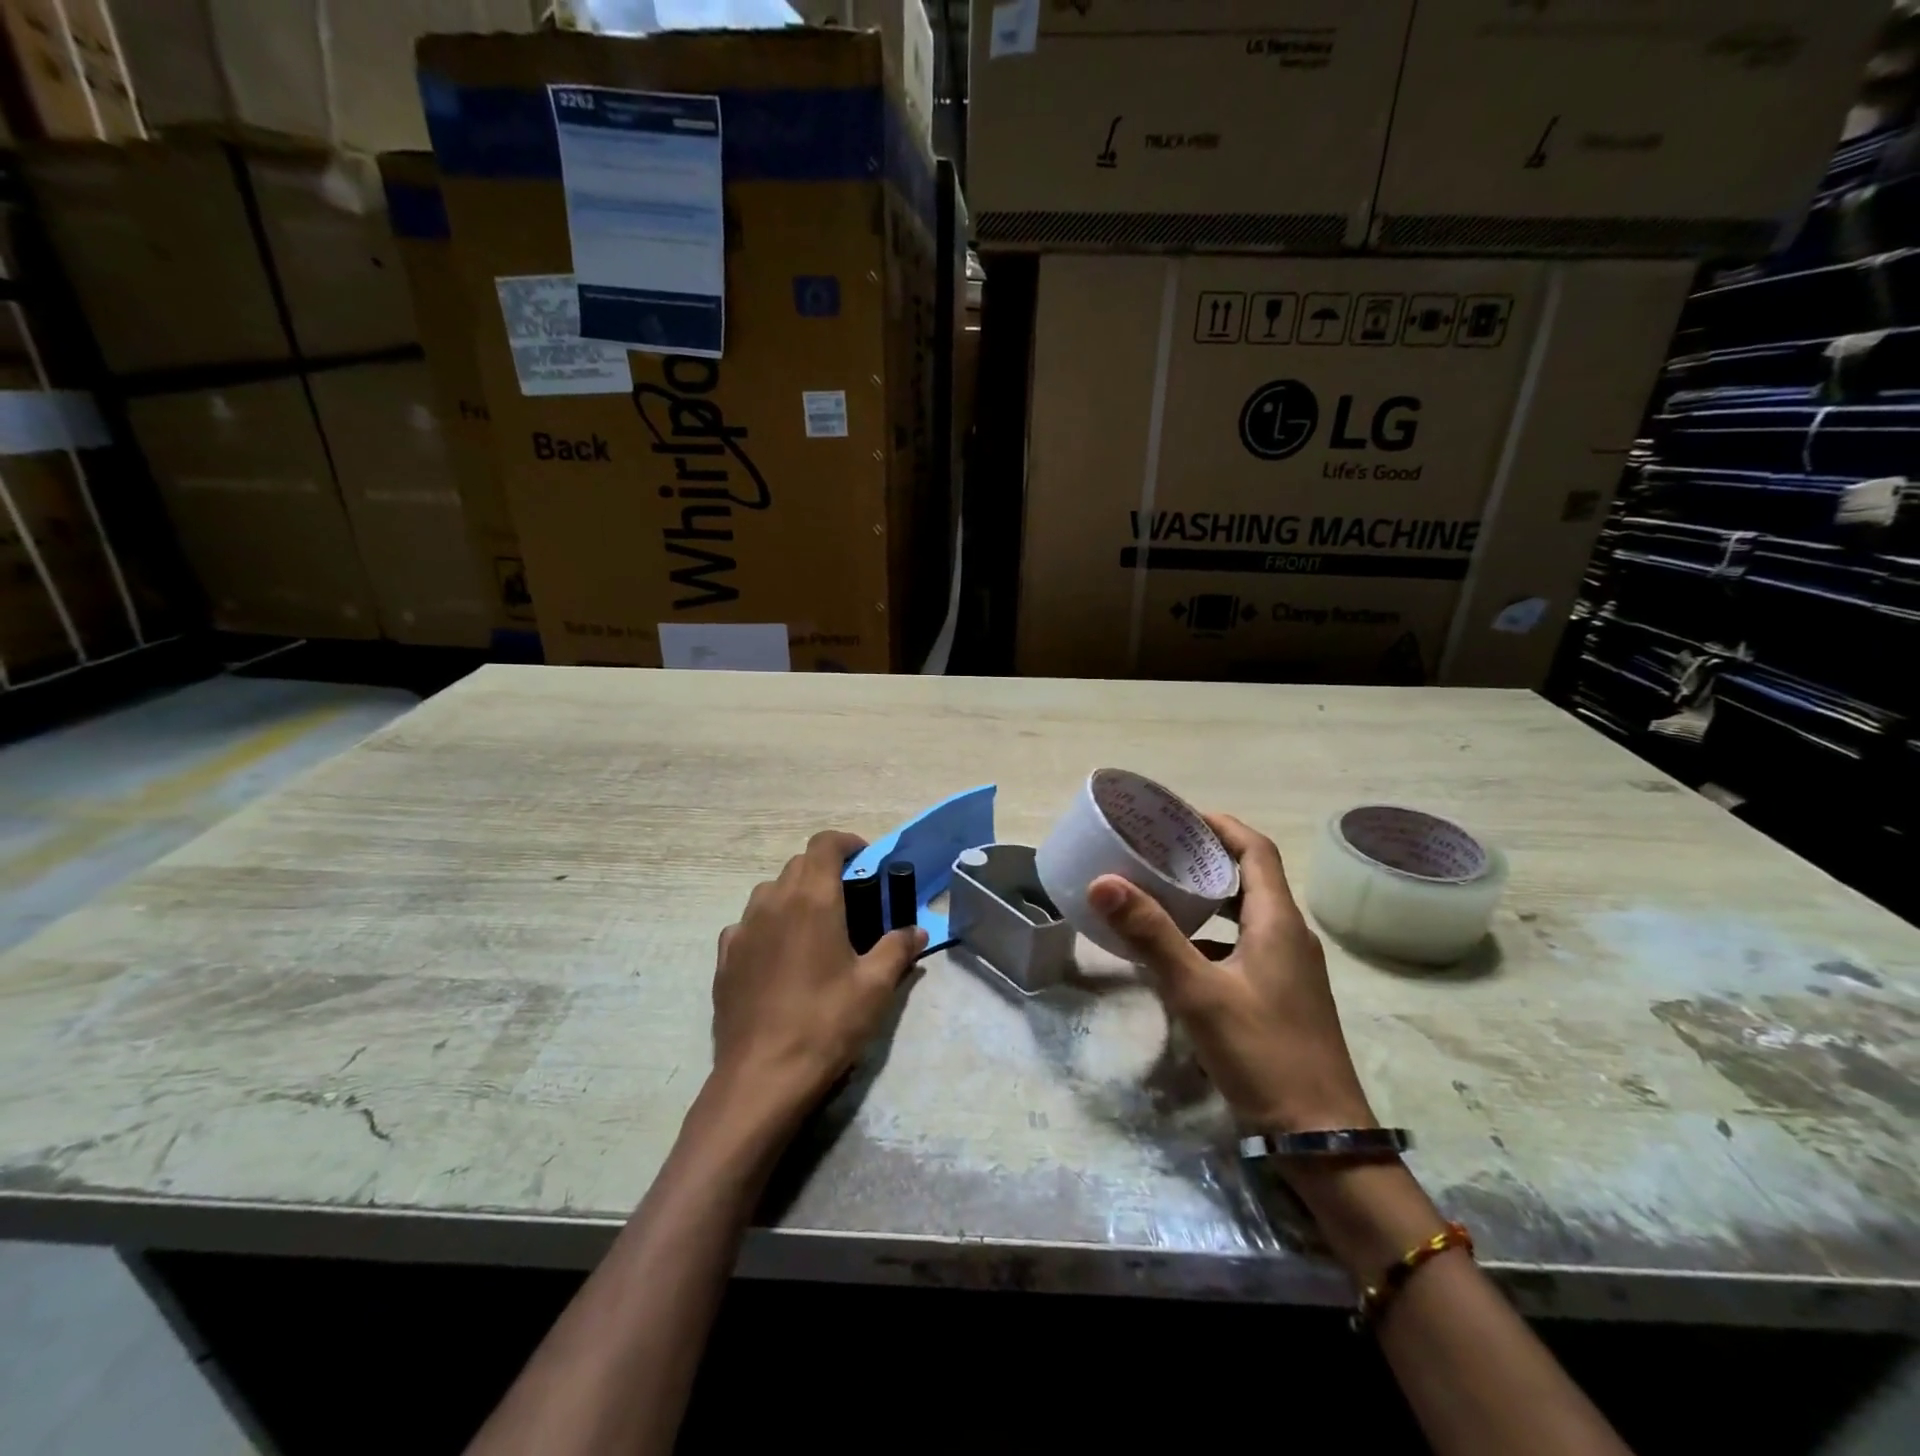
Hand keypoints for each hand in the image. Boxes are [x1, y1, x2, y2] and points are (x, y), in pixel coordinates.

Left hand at [709, 830, 926, 1123]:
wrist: (762, 1077)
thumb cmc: (826, 1023)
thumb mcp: (875, 987)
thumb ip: (897, 948)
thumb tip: (915, 930)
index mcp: (812, 899)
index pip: (825, 844)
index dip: (847, 843)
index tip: (866, 859)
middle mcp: (773, 902)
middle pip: (798, 864)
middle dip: (826, 870)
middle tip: (851, 899)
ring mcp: (743, 928)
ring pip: (770, 891)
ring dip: (795, 894)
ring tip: (816, 927)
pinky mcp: (725, 957)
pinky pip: (748, 923)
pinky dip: (768, 924)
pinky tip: (781, 956)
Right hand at [1088, 814, 1374, 1137]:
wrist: (1320, 1138)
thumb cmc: (1263, 1053)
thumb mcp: (1199, 992)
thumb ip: (1152, 935)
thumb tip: (1105, 881)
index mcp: (1278, 922)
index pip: (1256, 849)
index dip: (1220, 825)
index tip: (1177, 816)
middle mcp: (1289, 936)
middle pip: (1251, 877)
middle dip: (1207, 857)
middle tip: (1157, 850)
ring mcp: (1289, 969)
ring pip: (1246, 914)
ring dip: (1208, 897)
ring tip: (1160, 891)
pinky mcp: (1281, 996)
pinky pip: (1243, 946)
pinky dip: (1212, 935)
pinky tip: (1177, 953)